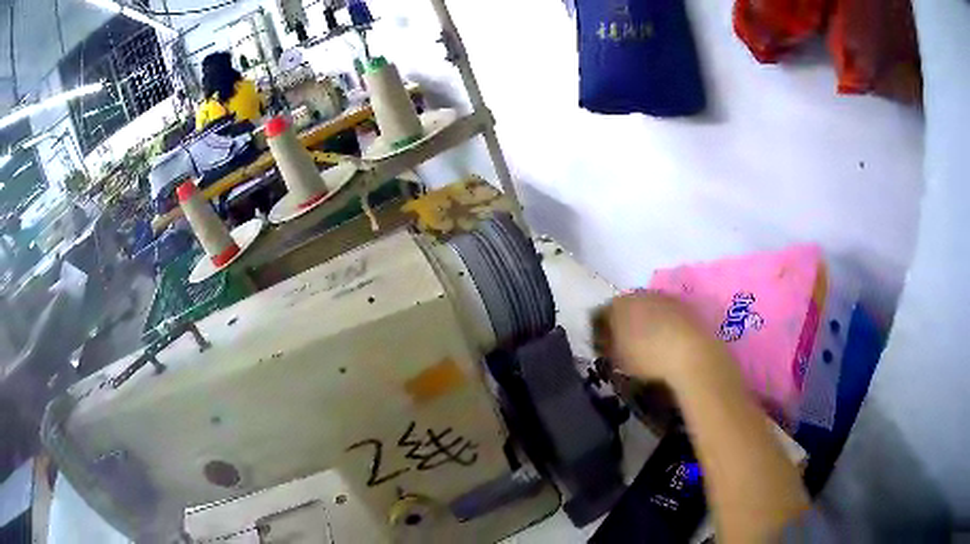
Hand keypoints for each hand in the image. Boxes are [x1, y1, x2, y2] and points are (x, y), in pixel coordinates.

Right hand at [595, 291, 720, 385]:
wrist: (691, 353)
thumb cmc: (647, 357)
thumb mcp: (617, 359)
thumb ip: (607, 348)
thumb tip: (605, 344)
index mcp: (617, 304)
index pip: (600, 314)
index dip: (600, 331)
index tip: (603, 347)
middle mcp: (639, 294)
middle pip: (627, 308)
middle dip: (625, 323)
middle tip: (625, 345)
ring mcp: (664, 298)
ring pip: (649, 309)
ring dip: (647, 323)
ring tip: (649, 346)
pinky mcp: (685, 306)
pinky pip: (668, 316)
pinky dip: (666, 326)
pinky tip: (668, 344)